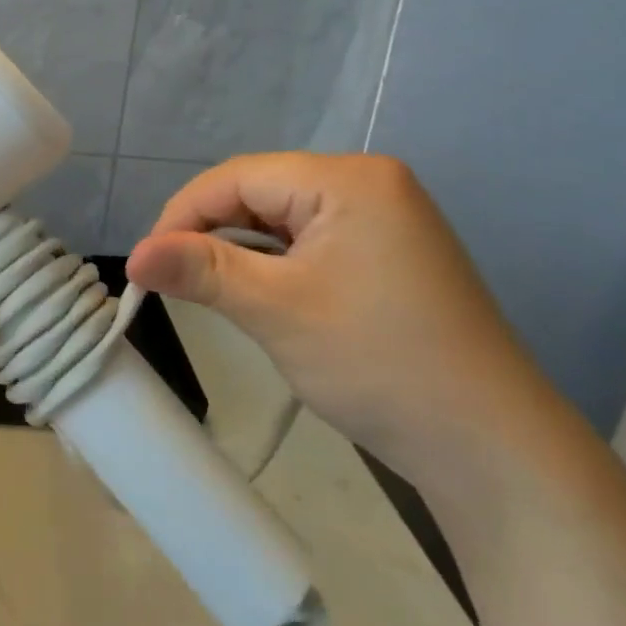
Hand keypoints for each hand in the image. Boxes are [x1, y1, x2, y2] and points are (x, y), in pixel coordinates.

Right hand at [125, 153, 561, 490]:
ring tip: (210, 290)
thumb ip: (201, 270)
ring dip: (242, 251)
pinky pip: (312, 240)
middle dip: (212, 232)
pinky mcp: (389, 253)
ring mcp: (385, 218)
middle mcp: (370, 183)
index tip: (147, 262)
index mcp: (348, 178)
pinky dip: (277, 264)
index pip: (239, 176)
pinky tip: (261, 293)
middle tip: (173, 279)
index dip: (183, 213)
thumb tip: (133, 255)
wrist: (491, 449)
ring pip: (283, 218)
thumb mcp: (277, 310)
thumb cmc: (379, 364)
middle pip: (261, 192)